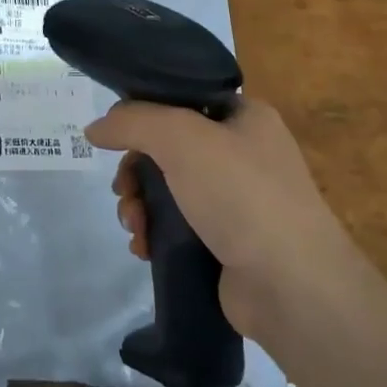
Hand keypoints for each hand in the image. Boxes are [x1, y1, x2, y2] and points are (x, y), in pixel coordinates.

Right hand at [86, 97, 355, 339]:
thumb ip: (132, 122)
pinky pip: (178, 225)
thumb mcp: (180, 138)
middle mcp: (243, 152)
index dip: (144, 113)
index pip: (181, 98)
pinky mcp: (228, 242)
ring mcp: (237, 200)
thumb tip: (94, 128)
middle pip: (168, 147)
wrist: (292, 287)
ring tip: (133, 226)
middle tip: (123, 191)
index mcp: (244, 116)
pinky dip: (155, 233)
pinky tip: (144, 247)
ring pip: (168, 188)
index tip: (116, 136)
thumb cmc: (240, 194)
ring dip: (140, 205)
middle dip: (135, 170)